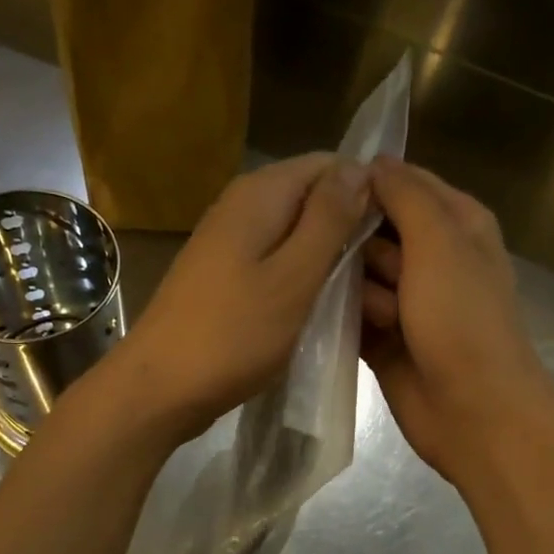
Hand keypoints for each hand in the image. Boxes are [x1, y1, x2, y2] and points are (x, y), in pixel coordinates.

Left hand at [97, 153, 371, 446]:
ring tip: (358, 298)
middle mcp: (242, 206)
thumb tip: (360, 167)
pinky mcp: (225, 275)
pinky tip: (319, 309)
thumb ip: (328, 220)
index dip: (367, 193)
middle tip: (380, 278)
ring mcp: (229, 242)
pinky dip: (301, 279)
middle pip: (312, 199)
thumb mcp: (294, 277)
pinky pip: (276, 262)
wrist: (160, 387)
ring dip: (328, 259)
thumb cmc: (232, 335)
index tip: (393, 238)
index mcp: (260, 194)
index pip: (330, 165)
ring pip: (296, 234)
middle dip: (350, 229)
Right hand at [362, 157, 553, 486]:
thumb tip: (373, 161)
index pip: (405, 184)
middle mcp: (433, 259)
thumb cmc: (463, 320)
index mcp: (458, 225)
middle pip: (374, 231)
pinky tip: (330, 322)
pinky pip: (351, 316)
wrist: (474, 412)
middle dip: (357, 244)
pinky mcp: (385, 340)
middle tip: (354, 263)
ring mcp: (408, 303)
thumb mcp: (441, 242)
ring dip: (353, 289)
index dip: (368, 185)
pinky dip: (342, 318)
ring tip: (373, 313)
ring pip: (358, 275)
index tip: (328, 192)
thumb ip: (406, 196)